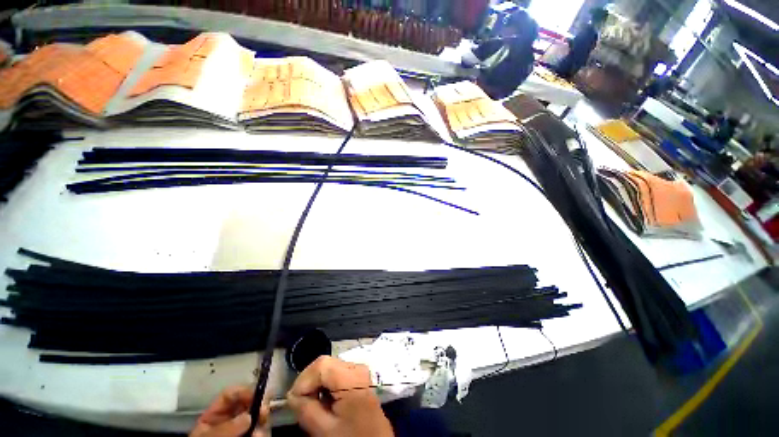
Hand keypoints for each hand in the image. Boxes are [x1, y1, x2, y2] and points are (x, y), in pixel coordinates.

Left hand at [190, 386, 269, 436]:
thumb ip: (225, 428)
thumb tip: (248, 416)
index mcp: (214, 417)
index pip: (230, 395)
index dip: (244, 391)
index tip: (257, 395)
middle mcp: (230, 421)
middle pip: (248, 403)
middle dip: (258, 406)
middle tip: (265, 412)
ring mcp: (242, 431)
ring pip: (258, 418)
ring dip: (262, 422)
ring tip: (260, 434)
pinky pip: (261, 432)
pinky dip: (263, 434)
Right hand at [287, 356, 393, 436]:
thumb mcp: (325, 430)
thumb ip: (306, 410)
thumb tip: (292, 395)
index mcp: (351, 377)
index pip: (321, 365)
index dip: (303, 380)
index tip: (293, 400)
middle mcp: (357, 367)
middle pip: (325, 363)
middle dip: (308, 381)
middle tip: (300, 403)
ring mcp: (359, 370)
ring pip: (329, 366)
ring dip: (316, 382)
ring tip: (311, 403)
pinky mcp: (359, 376)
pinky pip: (337, 372)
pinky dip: (325, 383)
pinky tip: (324, 400)